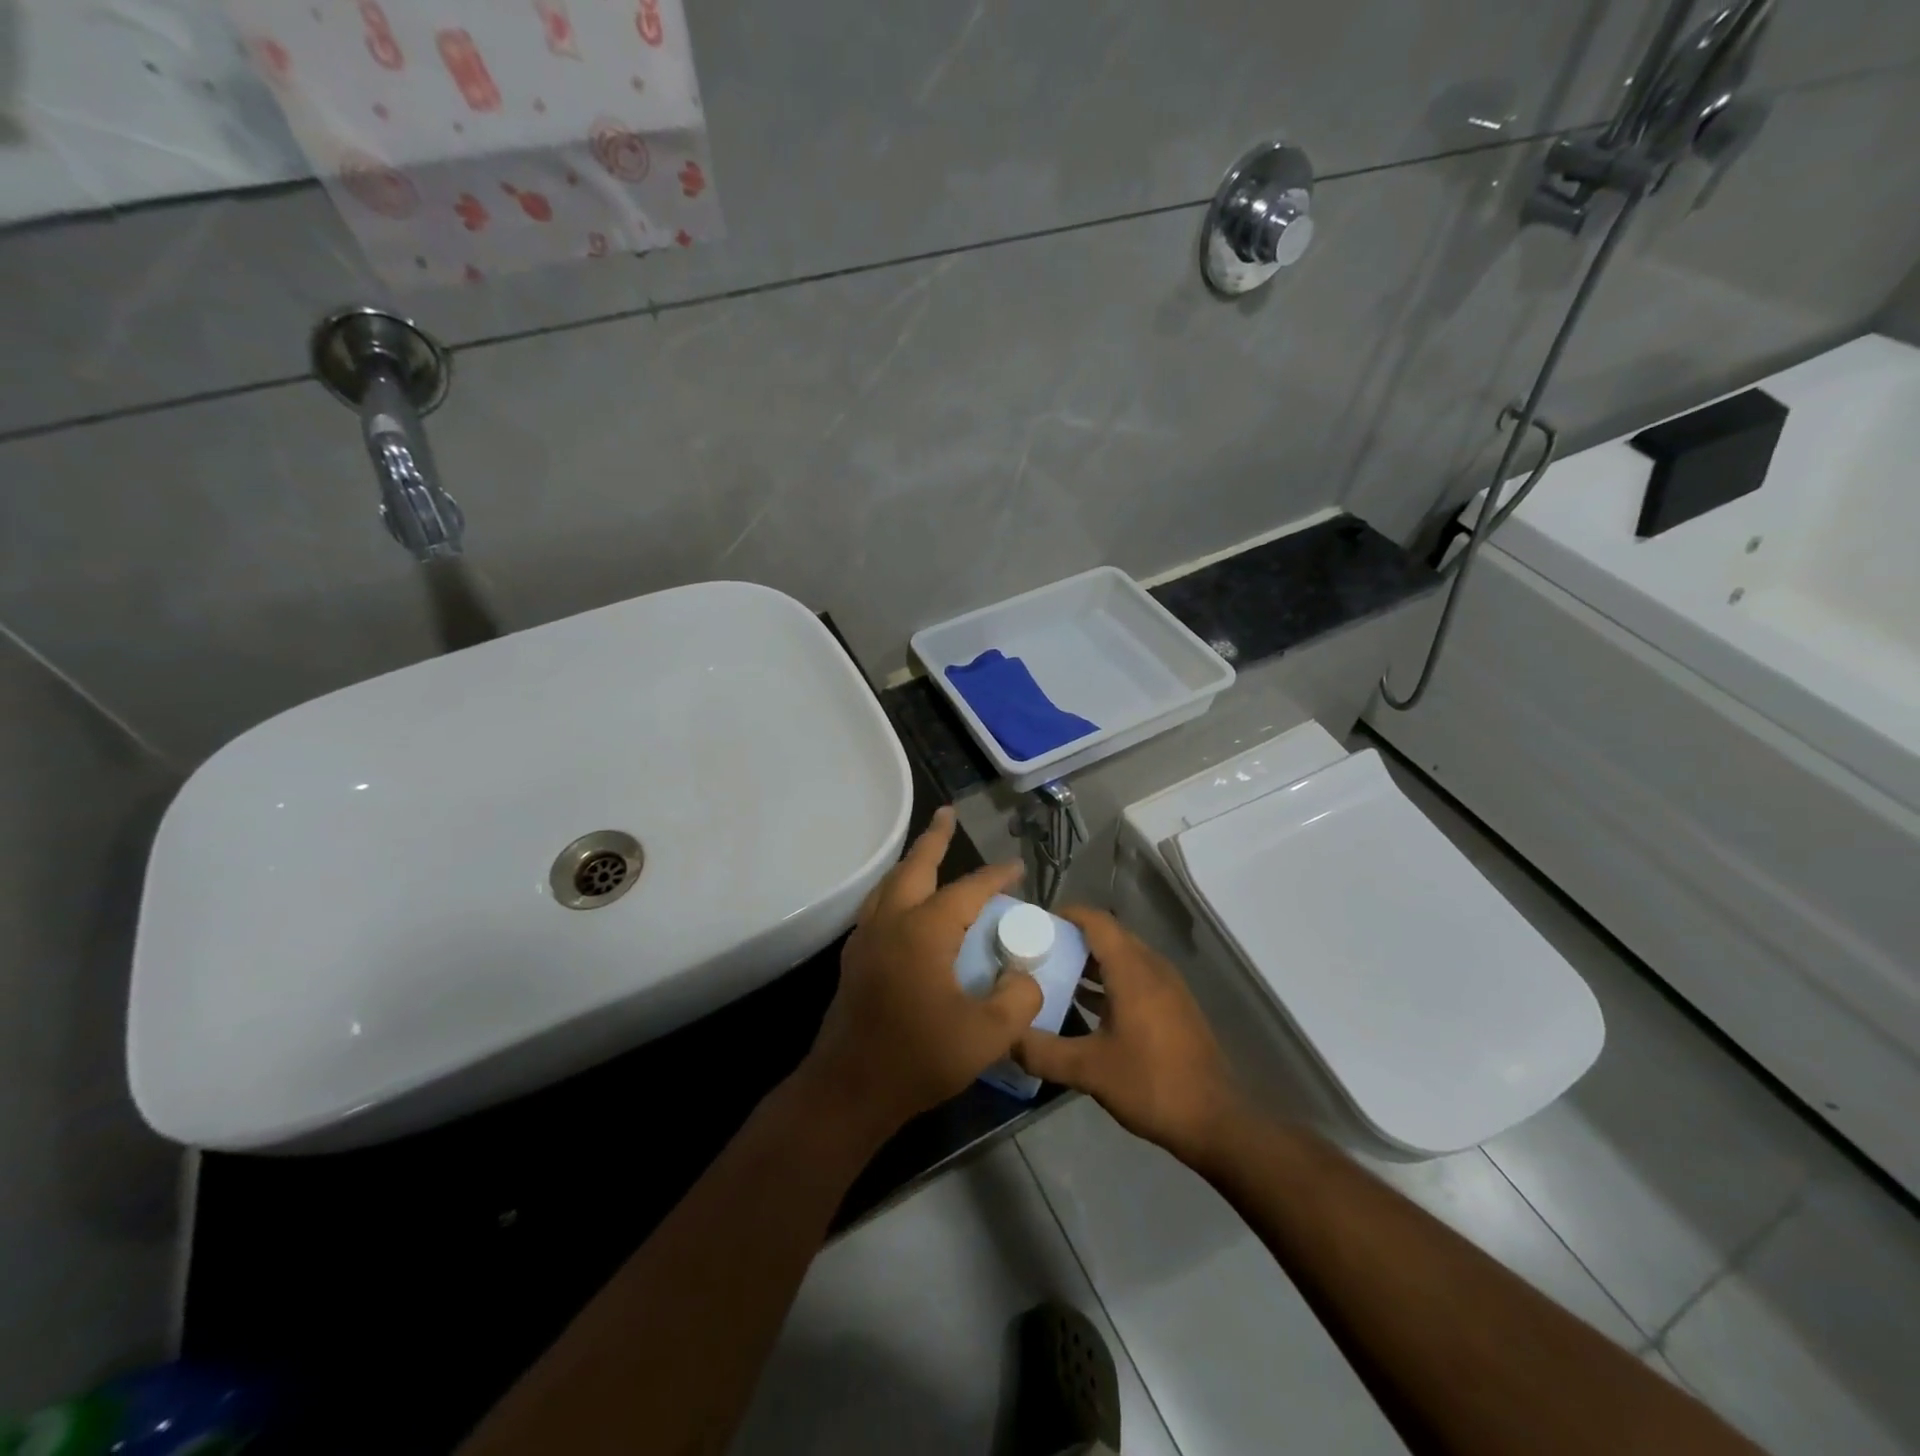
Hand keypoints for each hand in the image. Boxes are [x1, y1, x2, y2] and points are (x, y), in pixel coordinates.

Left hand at [800, 807, 1042, 1139]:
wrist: (848, 1090)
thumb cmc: (917, 1059)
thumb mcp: (986, 1036)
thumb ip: (1017, 1000)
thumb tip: (1025, 977)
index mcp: (924, 931)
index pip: (967, 890)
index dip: (995, 877)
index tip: (1017, 868)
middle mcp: (891, 922)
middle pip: (914, 866)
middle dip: (934, 838)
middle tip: (947, 814)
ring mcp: (866, 938)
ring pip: (890, 883)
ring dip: (911, 861)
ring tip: (927, 850)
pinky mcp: (855, 958)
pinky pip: (878, 905)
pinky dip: (896, 889)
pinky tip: (905, 903)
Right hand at [1014, 907, 1242, 1166]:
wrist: (1215, 1121)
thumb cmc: (1151, 1085)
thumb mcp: (1089, 1071)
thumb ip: (1043, 1052)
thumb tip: (1005, 1039)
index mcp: (1132, 970)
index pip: (1096, 921)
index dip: (1066, 915)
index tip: (1034, 922)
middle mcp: (1152, 968)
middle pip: (1109, 936)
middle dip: (1073, 938)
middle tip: (1036, 950)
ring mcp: (1167, 987)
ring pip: (1123, 957)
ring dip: (1091, 961)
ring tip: (1053, 974)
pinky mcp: (1174, 1007)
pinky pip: (1136, 977)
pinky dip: (1109, 980)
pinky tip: (1086, 1005)